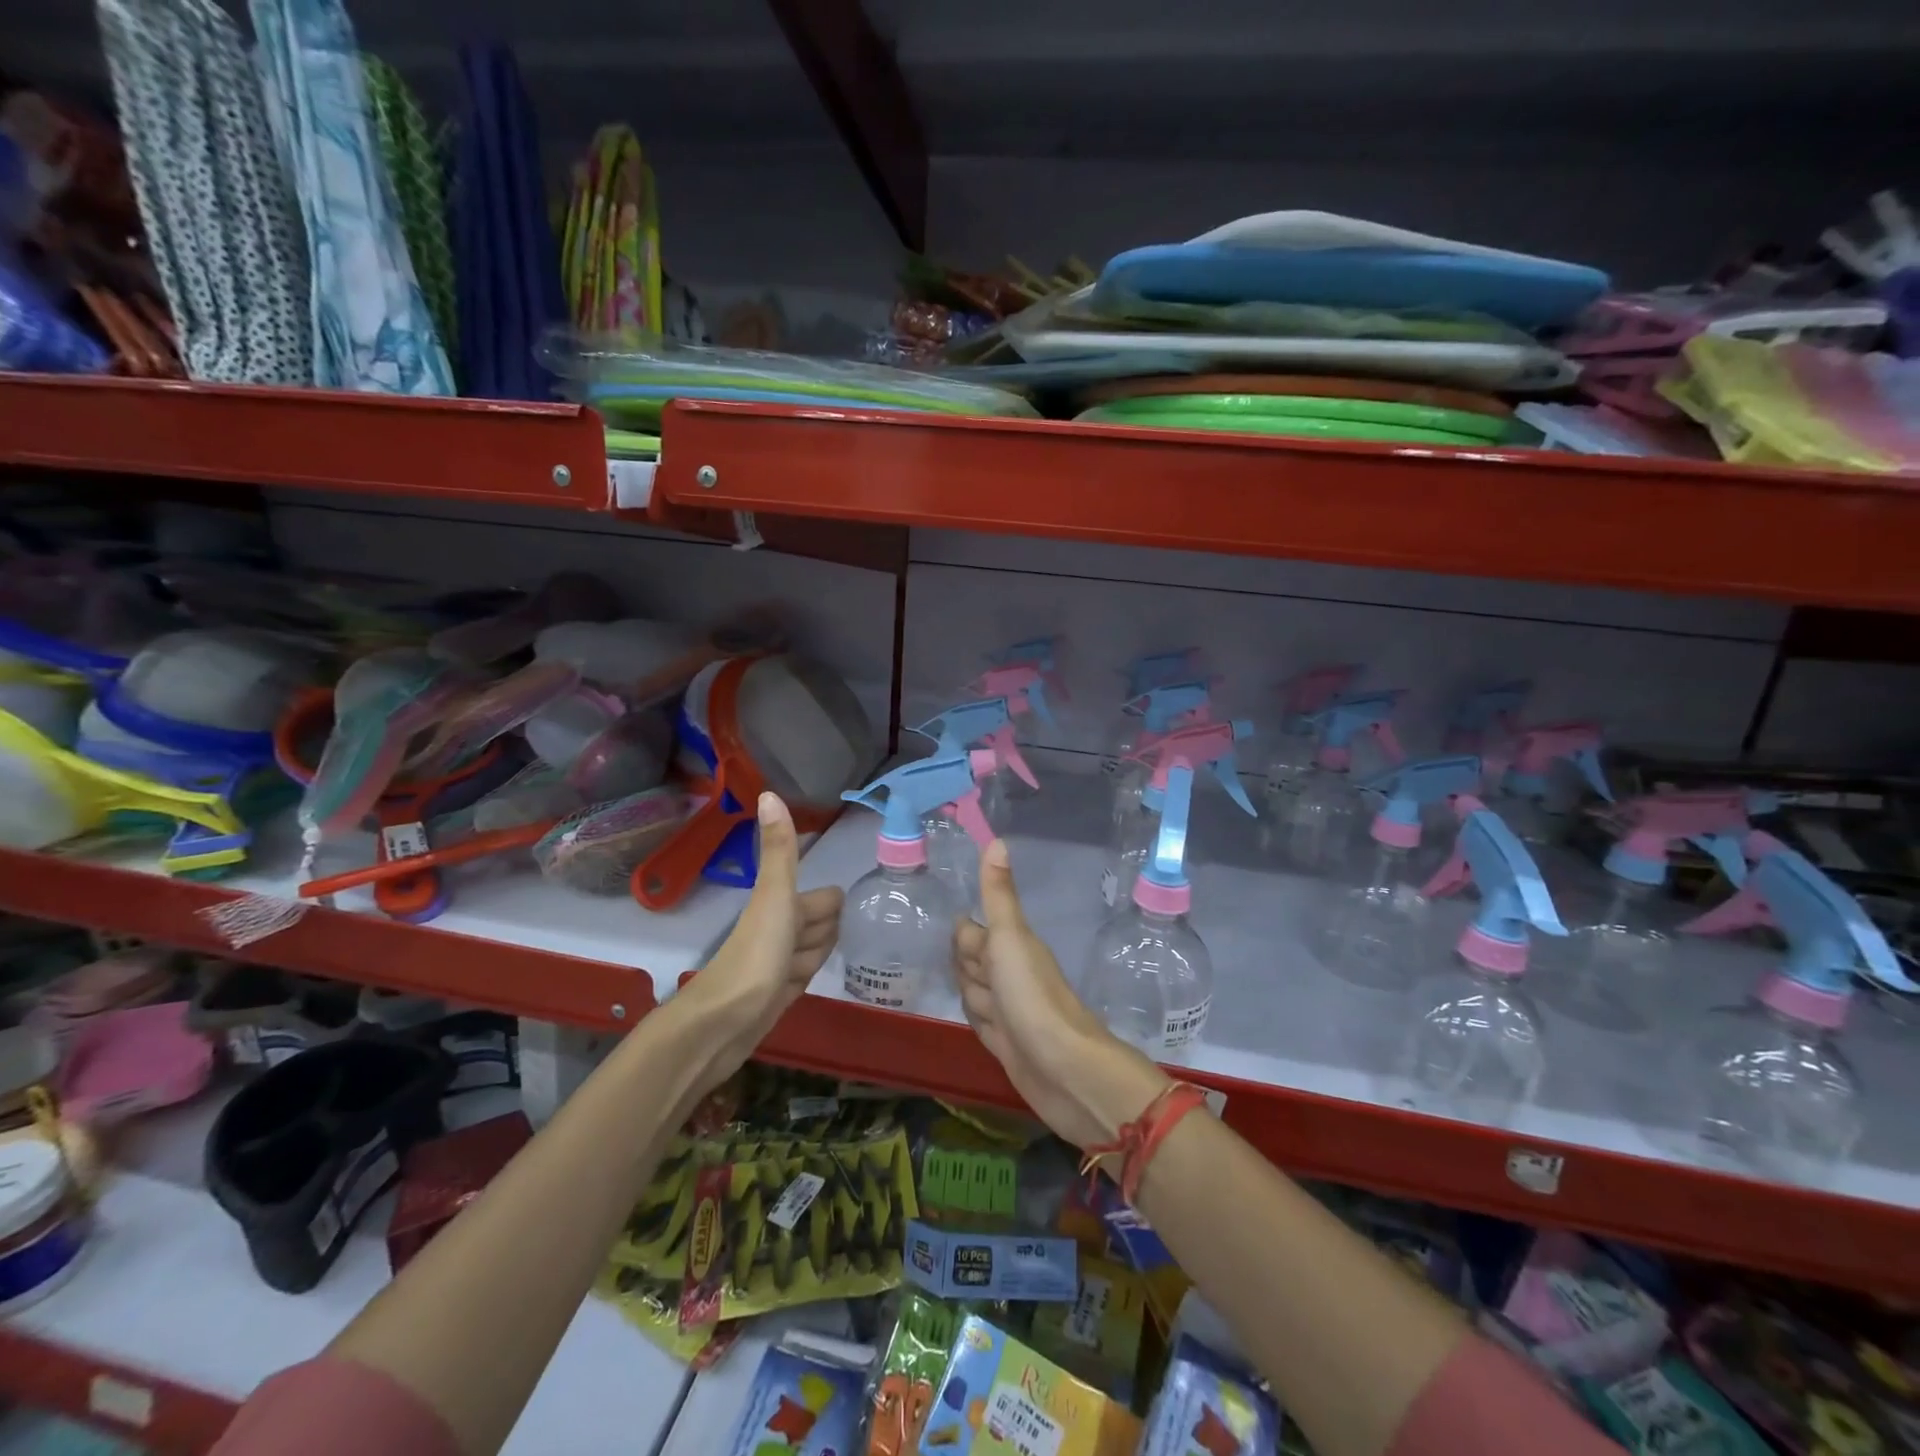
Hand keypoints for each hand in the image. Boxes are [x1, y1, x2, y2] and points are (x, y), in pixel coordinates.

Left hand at [675, 792, 842, 1084]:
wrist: (723, 1023)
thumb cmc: (756, 953)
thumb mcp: (775, 896)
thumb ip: (780, 849)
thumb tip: (769, 791)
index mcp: (781, 905)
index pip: (825, 899)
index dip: (831, 908)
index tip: (843, 917)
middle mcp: (779, 931)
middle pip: (820, 924)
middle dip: (828, 933)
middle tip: (826, 945)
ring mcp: (777, 964)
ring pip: (811, 951)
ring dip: (817, 957)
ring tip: (812, 969)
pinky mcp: (775, 996)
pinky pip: (801, 977)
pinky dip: (808, 975)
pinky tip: (808, 982)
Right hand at [954, 840, 1168, 1149]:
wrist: (1063, 1069)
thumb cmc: (1033, 996)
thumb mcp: (1010, 938)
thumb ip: (998, 895)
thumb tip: (996, 839)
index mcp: (1011, 948)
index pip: (974, 933)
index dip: (963, 934)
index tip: (944, 924)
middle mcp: (1011, 976)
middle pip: (975, 963)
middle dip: (962, 961)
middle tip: (944, 960)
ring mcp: (1009, 1012)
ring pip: (978, 993)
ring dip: (968, 991)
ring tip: (959, 988)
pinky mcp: (1006, 1045)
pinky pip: (983, 1023)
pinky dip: (976, 1019)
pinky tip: (973, 1018)